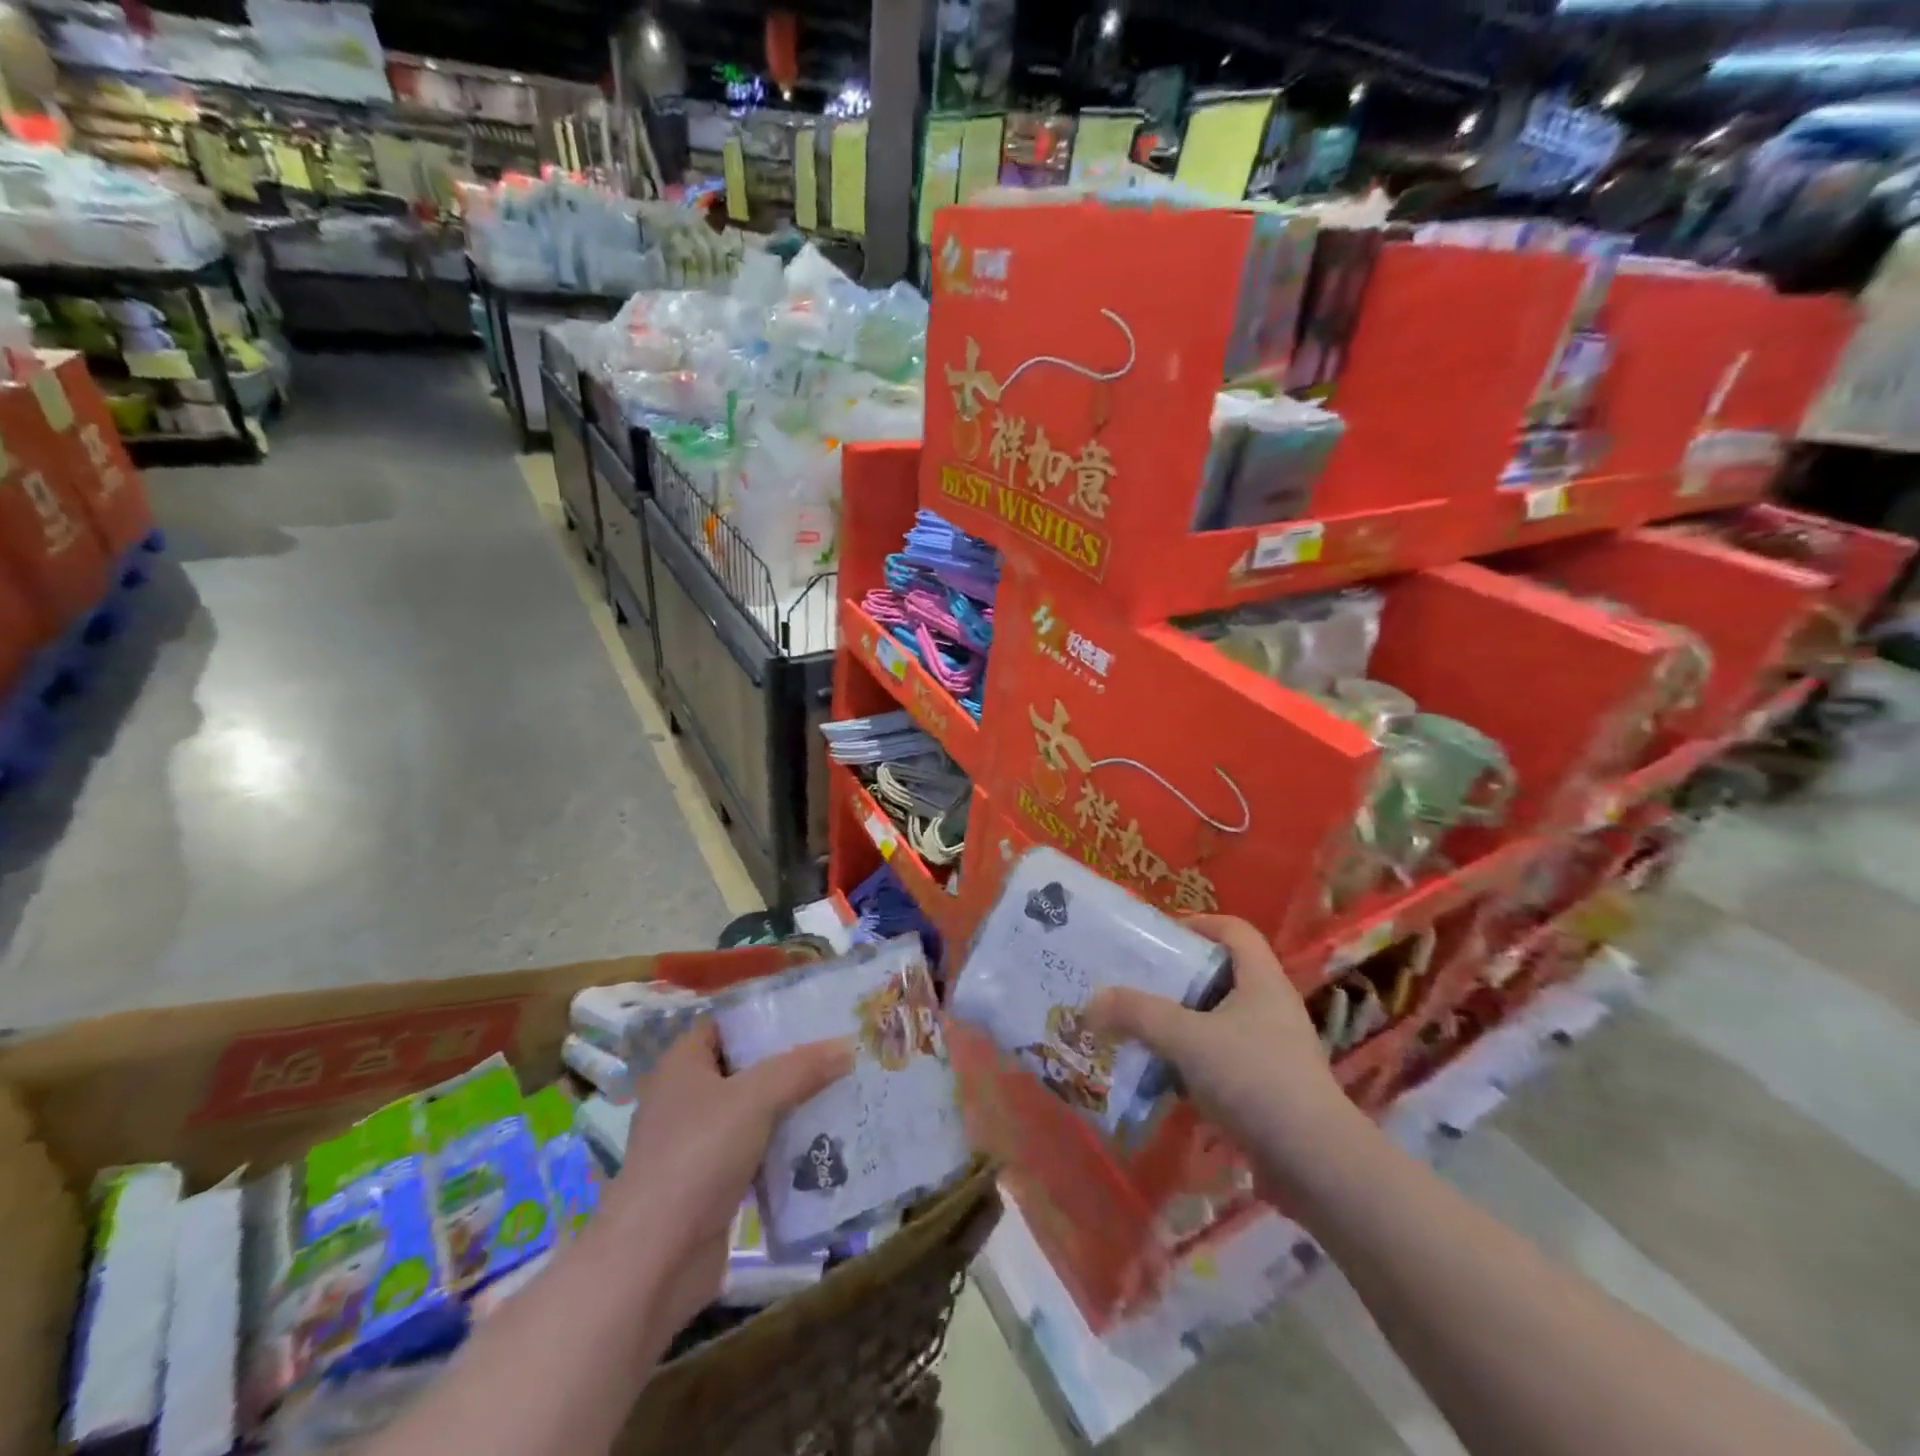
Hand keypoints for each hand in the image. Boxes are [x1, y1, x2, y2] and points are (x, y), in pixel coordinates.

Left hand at [602, 1021, 852, 1330]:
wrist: (654, 1260)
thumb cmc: (697, 1156)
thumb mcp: (755, 1098)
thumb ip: (802, 1068)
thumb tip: (848, 1045)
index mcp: (683, 1064)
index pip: (727, 1024)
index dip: (765, 1016)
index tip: (812, 1013)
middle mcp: (686, 1098)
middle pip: (745, 1068)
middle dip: (790, 1063)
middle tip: (838, 1052)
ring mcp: (697, 1144)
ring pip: (754, 1112)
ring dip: (792, 1107)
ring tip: (842, 1091)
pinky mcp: (710, 1185)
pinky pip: (756, 1152)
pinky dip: (784, 1148)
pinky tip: (824, 1143)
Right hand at [1085, 914, 1355, 1194]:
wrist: (1316, 1166)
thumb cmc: (1255, 1080)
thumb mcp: (1187, 1038)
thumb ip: (1137, 1014)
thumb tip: (1091, 1002)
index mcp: (1262, 980)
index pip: (1233, 929)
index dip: (1197, 923)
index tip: (1157, 938)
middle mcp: (1271, 1008)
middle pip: (1220, 976)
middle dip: (1175, 979)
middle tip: (1134, 984)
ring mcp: (1273, 1051)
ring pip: (1217, 1022)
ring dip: (1179, 1025)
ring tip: (1138, 1031)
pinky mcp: (1269, 1090)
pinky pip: (1222, 1061)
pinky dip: (1191, 1063)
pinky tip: (1162, 1079)